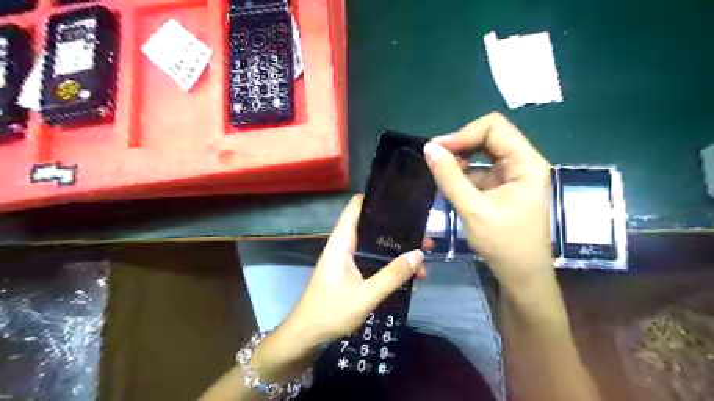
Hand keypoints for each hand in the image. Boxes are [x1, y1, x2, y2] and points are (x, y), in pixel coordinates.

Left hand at [251, 197, 428, 381]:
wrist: (308, 335)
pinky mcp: (350, 271)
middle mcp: (344, 244)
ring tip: (422, 259)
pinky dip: (389, 263)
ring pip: (375, 245)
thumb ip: (393, 275)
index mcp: (342, 242)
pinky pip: (373, 260)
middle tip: (424, 237)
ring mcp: (347, 258)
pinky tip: (407, 275)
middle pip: (373, 226)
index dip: (376, 197)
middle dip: (398, 230)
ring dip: (397, 250)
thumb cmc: (332, 311)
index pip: (356, 207)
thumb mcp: (367, 294)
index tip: (401, 198)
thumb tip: (418, 254)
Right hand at [422, 112, 550, 294]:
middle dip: (461, 144)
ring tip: (440, 172)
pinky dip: (463, 173)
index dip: (464, 134)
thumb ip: (449, 178)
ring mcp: (513, 175)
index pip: (494, 128)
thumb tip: (429, 148)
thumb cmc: (504, 245)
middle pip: (489, 136)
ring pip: (483, 152)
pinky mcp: (503, 186)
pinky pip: (480, 169)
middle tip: (435, 158)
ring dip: (460, 159)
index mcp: (526, 163)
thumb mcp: (473, 210)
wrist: (521, 276)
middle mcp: (522, 163)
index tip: (438, 149)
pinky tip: (450, 183)